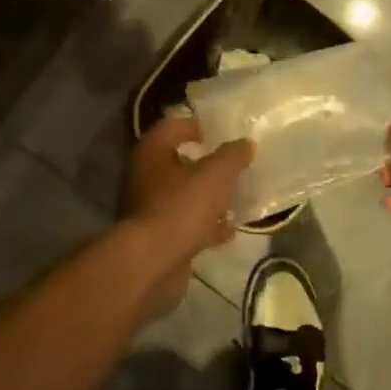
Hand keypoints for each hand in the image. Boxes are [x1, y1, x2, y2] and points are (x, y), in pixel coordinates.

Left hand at [121, 118, 253, 314]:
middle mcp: (144, 175)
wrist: (152, 262)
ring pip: (183, 195)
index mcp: (152, 151)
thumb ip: (232, 156)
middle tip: (234, 166)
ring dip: (207, 197)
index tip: (223, 134)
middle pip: (179, 162)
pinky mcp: (157, 236)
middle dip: (207, 165)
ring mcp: (149, 207)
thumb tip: (246, 143)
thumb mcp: (215, 175)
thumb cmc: (181, 207)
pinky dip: (205, 225)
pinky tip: (228, 230)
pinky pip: (185, 223)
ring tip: (236, 198)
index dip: (199, 127)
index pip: (174, 127)